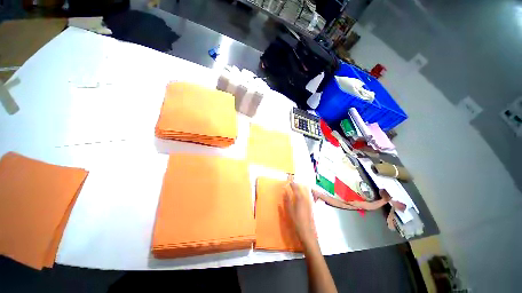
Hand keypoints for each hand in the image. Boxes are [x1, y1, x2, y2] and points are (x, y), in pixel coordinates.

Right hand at [284, 182, 316, 248]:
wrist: (308, 233)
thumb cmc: (297, 222)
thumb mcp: (289, 211)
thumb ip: (287, 200)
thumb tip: (284, 191)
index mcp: (299, 198)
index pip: (295, 188)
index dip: (292, 183)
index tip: (288, 180)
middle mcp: (306, 198)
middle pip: (301, 188)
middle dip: (297, 184)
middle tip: (292, 182)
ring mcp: (310, 202)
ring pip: (305, 191)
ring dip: (301, 188)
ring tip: (296, 187)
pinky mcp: (312, 206)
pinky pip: (308, 196)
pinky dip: (304, 193)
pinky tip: (302, 195)